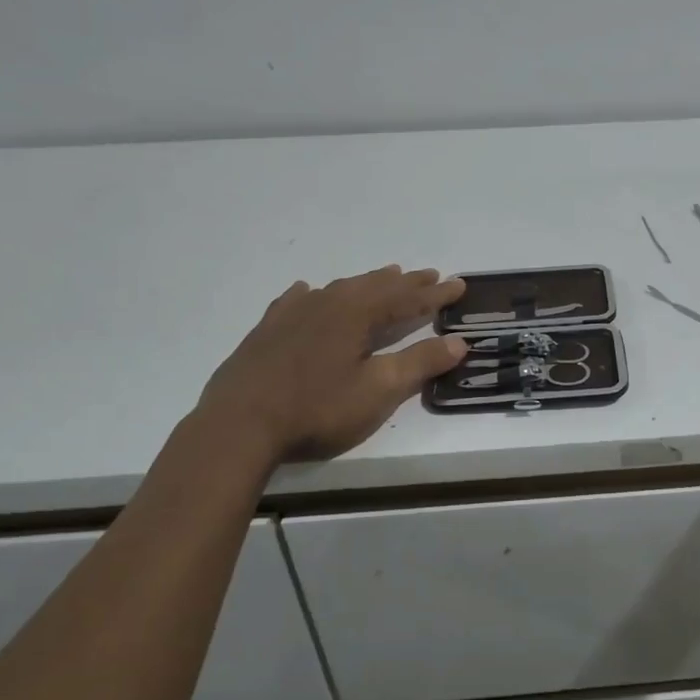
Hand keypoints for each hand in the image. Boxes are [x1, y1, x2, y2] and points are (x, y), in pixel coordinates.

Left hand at [192, 266, 467, 464]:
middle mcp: (328, 303)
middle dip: (406, 282)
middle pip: (375, 286)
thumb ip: (420, 363)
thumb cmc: (317, 409)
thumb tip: (459, 342)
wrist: (239, 425)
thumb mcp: (378, 391)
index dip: (435, 294)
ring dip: (367, 283)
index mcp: (358, 314)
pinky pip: (297, 300)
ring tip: (385, 277)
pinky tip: (308, 292)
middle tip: (429, 275)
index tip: (459, 284)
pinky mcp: (267, 330)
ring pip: (339, 288)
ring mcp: (293, 314)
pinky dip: (314, 294)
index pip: (407, 299)